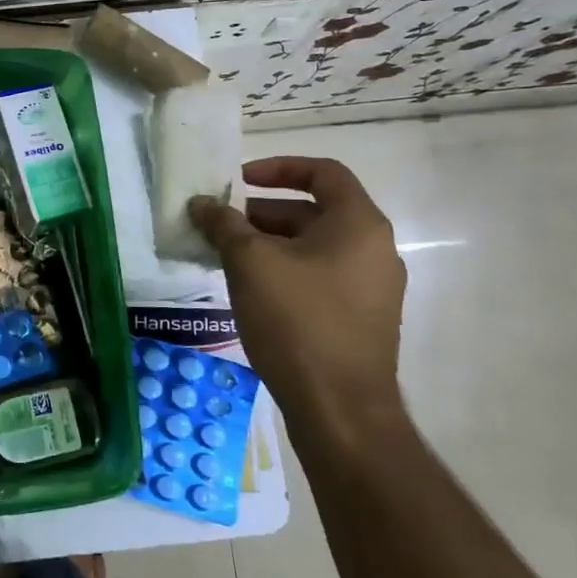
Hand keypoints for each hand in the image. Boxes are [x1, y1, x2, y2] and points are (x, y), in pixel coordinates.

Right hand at [189, 156, 406, 428]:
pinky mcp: (360, 319)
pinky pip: (319, 277)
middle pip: (315, 212)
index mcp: (359, 225)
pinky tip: (249, 290)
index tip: (239, 179)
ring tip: (226, 257)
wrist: (339, 410)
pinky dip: (285, 271)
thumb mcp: (250, 263)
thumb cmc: (297, 321)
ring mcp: (371, 288)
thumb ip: (224, 224)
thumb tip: (202, 203)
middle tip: (221, 225)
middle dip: (263, 212)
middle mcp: (374, 250)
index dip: (278, 167)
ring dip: (269, 243)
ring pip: (314, 247)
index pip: (324, 172)